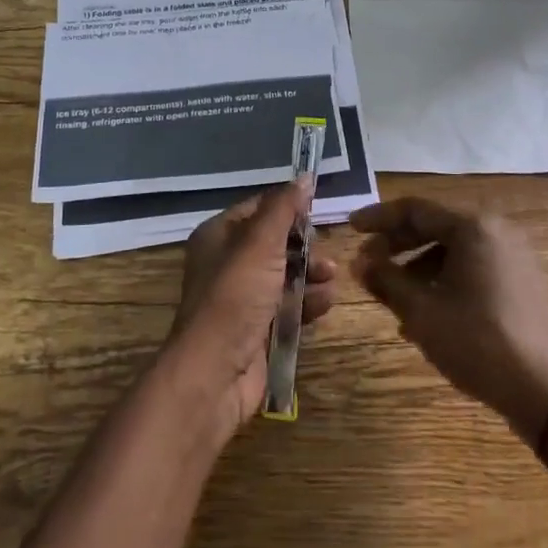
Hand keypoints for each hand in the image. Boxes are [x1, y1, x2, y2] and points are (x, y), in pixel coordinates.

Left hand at [168, 183, 338, 438]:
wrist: (215, 371)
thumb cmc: (235, 296)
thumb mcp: (260, 243)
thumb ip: (284, 208)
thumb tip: (305, 176)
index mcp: (218, 236)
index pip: (258, 209)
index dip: (287, 207)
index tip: (317, 209)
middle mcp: (228, 264)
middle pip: (275, 243)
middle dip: (305, 247)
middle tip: (326, 253)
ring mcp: (243, 298)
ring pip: (285, 276)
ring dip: (311, 275)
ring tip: (331, 279)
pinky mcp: (259, 328)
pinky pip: (289, 306)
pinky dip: (308, 303)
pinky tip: (325, 304)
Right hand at [350, 198, 547, 441]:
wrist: (543, 390)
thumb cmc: (476, 342)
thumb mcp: (421, 310)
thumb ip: (385, 279)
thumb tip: (359, 262)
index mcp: (474, 227)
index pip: (415, 210)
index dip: (378, 217)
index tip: (350, 227)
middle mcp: (496, 230)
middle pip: (435, 226)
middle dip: (397, 245)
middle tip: (366, 262)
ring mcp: (513, 255)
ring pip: (452, 249)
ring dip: (417, 267)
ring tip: (391, 296)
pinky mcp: (520, 280)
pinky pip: (472, 267)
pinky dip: (443, 279)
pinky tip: (424, 311)